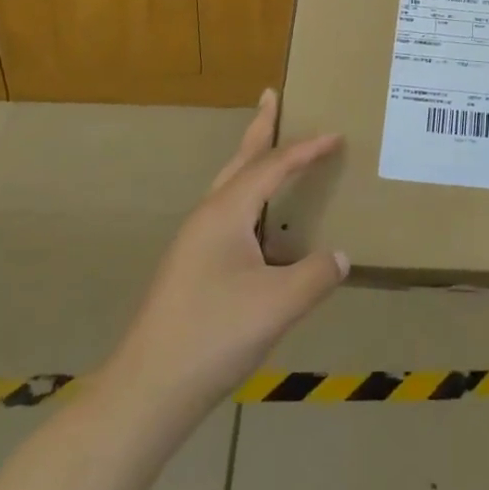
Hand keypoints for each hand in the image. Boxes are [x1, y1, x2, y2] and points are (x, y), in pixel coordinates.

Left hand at [108, 91, 347, 423]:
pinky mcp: (191, 269)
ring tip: (269, 149)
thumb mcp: (278, 304)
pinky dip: (249, 198)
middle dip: (259, 129)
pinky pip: (227, 214)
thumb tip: (341, 257)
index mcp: (226, 213)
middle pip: (239, 161)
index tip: (335, 136)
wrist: (147, 391)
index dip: (306, 149)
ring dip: (252, 162)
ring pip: (229, 187)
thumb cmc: (214, 335)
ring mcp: (194, 244)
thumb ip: (317, 275)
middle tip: (271, 98)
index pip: (272, 166)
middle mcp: (207, 218)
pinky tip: (260, 223)